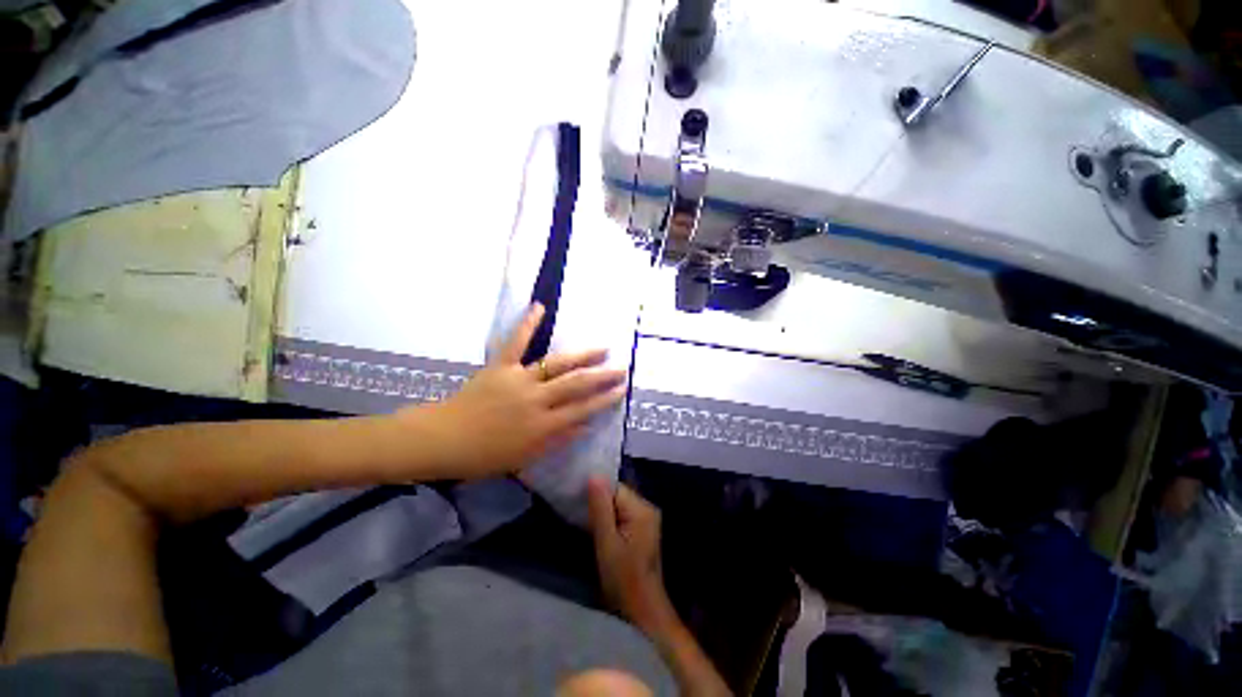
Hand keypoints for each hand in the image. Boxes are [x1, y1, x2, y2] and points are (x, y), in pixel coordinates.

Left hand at [416, 304, 626, 478]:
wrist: (442, 440)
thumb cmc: (484, 456)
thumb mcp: (525, 457)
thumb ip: (558, 440)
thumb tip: (586, 425)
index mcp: (542, 425)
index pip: (582, 410)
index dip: (604, 400)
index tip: (621, 390)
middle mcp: (536, 399)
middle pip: (576, 385)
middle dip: (602, 376)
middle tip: (621, 369)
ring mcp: (518, 379)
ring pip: (556, 364)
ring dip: (581, 355)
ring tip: (601, 348)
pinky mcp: (499, 366)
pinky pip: (515, 342)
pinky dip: (527, 324)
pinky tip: (540, 307)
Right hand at [588, 477, 676, 636]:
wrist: (643, 610)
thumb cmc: (623, 580)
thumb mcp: (606, 543)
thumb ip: (600, 509)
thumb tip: (594, 475)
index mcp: (641, 508)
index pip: (614, 487)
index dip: (595, 491)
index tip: (576, 500)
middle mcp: (647, 507)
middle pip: (617, 493)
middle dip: (598, 501)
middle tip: (578, 512)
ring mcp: (647, 518)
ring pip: (619, 503)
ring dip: (603, 510)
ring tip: (585, 520)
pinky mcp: (643, 528)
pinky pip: (623, 513)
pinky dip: (610, 518)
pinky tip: (599, 528)